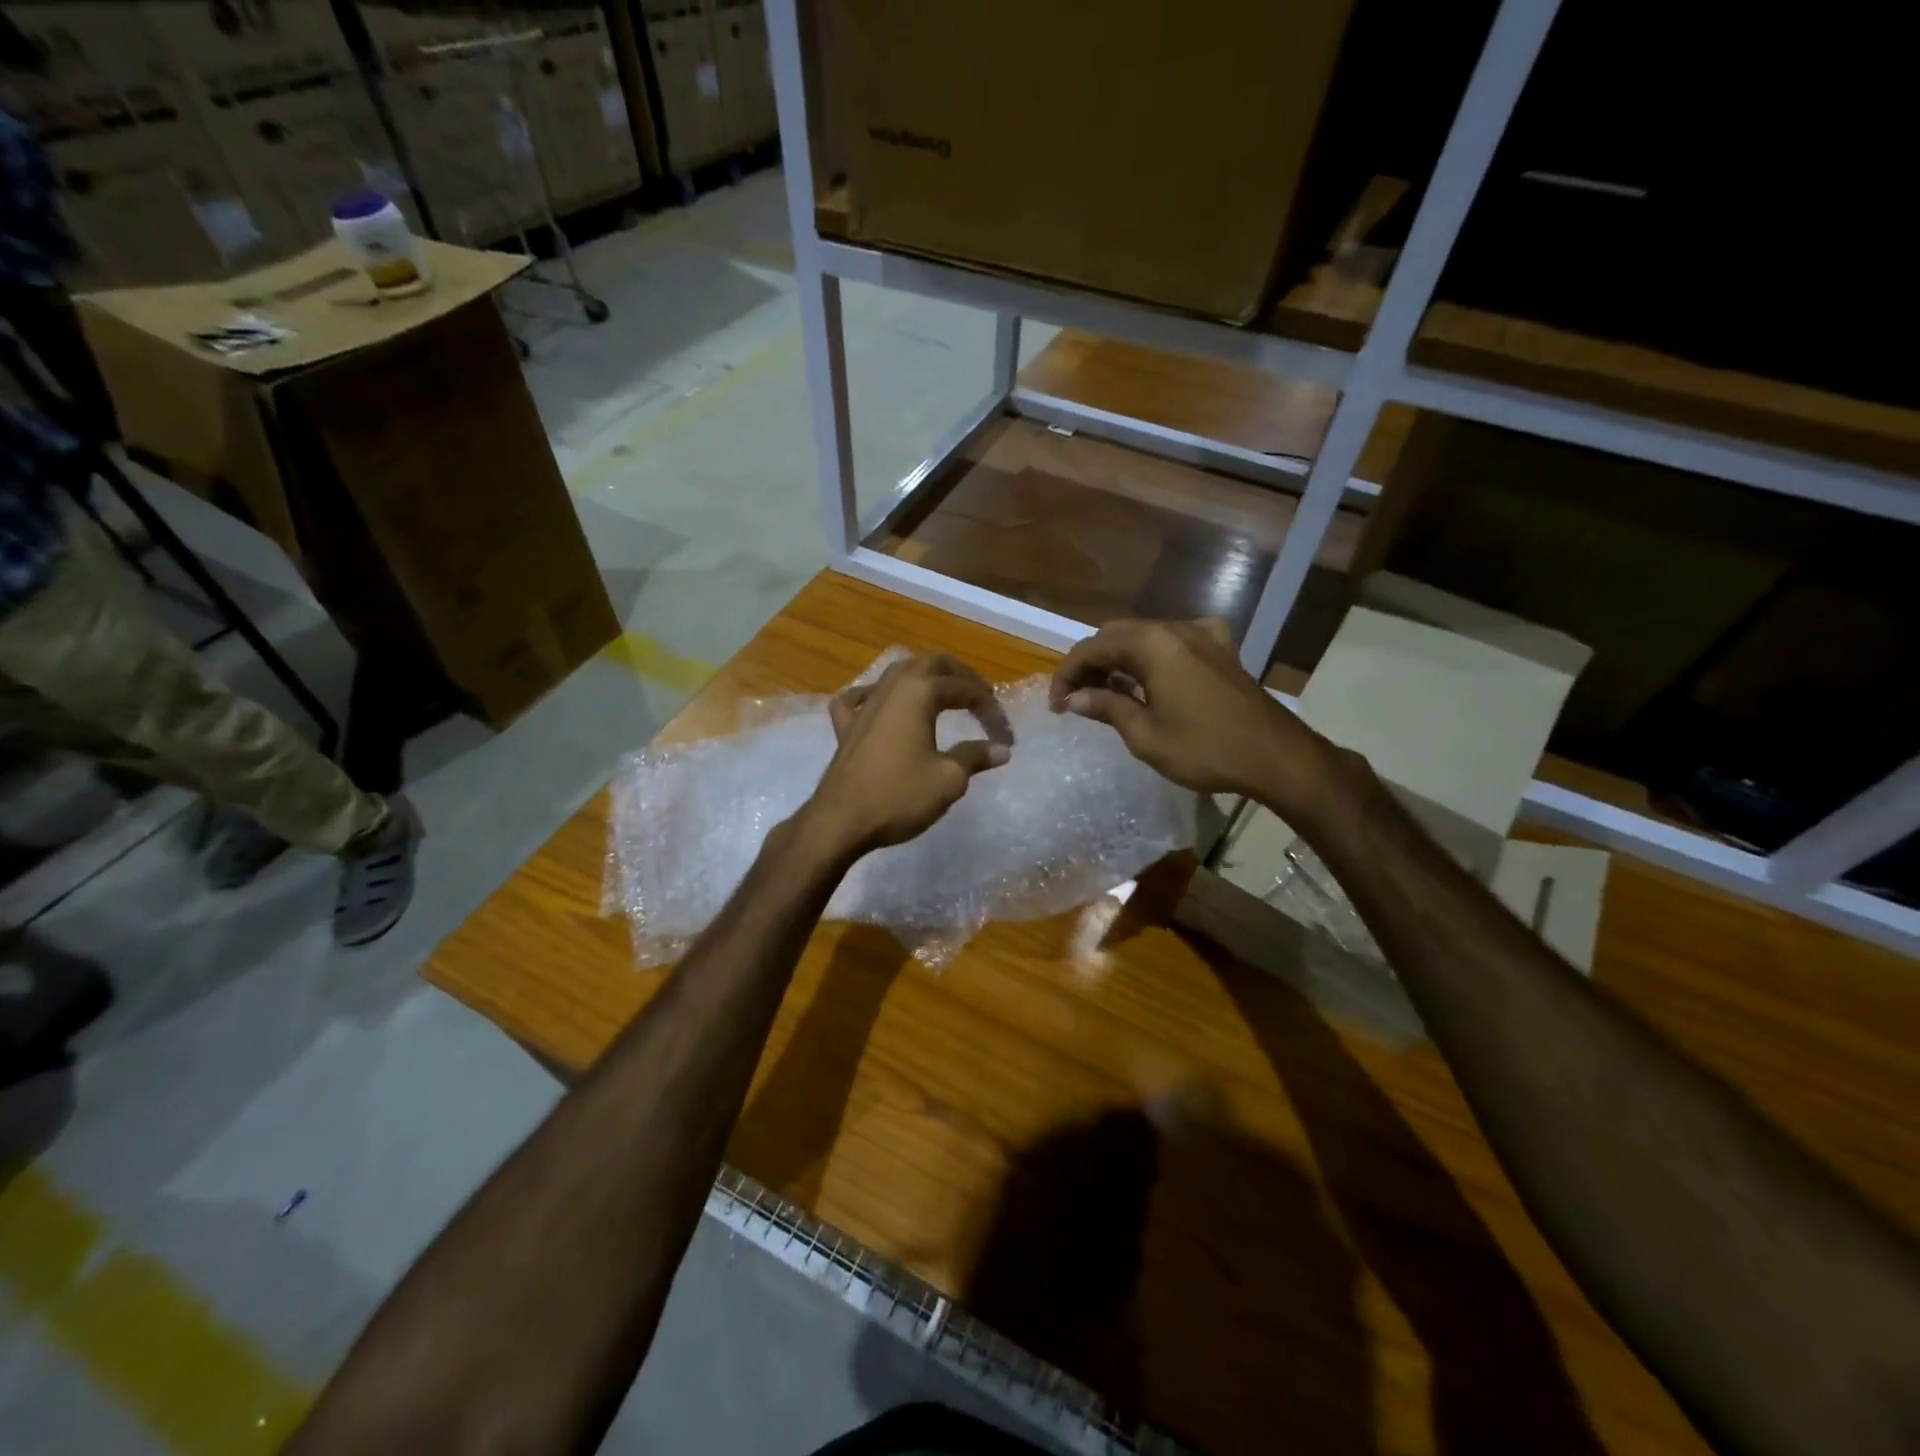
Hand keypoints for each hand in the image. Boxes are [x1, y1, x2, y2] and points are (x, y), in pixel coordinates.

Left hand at [802, 654, 1013, 860]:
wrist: (841, 821)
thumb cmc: (899, 796)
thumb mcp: (949, 779)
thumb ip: (975, 757)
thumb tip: (1000, 750)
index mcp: (919, 693)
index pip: (965, 689)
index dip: (990, 708)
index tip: (1005, 737)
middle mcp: (891, 688)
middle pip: (931, 664)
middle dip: (962, 676)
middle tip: (982, 697)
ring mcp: (864, 705)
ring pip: (897, 673)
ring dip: (924, 677)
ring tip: (944, 694)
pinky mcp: (845, 727)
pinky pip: (857, 698)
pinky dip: (873, 694)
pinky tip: (878, 701)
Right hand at [1050, 619, 1347, 820]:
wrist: (1276, 756)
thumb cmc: (1205, 749)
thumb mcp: (1145, 735)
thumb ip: (1106, 708)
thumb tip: (1073, 699)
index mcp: (1152, 644)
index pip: (1092, 648)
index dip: (1067, 674)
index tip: (1056, 705)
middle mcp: (1175, 629)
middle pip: (1116, 636)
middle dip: (1091, 664)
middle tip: (1077, 699)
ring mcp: (1203, 635)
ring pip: (1145, 637)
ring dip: (1120, 661)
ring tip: (1107, 695)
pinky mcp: (1221, 649)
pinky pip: (1174, 642)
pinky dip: (1152, 657)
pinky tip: (1151, 680)